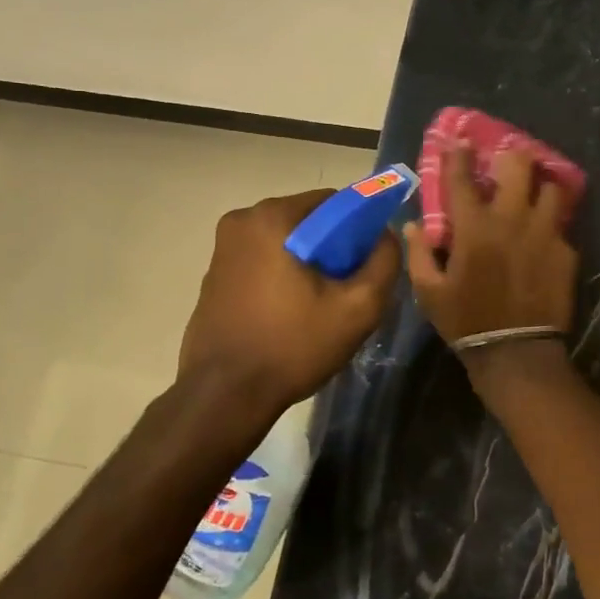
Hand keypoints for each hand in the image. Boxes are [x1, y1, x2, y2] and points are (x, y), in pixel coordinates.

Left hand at [179, 189, 401, 412]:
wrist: (224, 396)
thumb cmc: (293, 346)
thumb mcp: (358, 308)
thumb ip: (384, 262)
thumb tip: (385, 236)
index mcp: (271, 217)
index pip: (333, 202)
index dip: (360, 228)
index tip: (367, 263)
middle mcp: (241, 221)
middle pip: (308, 221)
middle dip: (333, 247)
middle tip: (348, 288)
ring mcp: (222, 249)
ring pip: (286, 242)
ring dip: (308, 263)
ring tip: (321, 305)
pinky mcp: (214, 275)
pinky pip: (263, 261)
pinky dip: (283, 275)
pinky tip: (292, 313)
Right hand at [405, 146, 578, 347]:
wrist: (516, 352)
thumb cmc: (466, 320)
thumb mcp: (429, 293)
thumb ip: (419, 254)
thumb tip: (412, 226)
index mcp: (474, 228)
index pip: (462, 179)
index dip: (458, 155)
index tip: (459, 141)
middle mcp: (512, 221)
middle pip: (520, 167)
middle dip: (513, 157)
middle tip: (509, 163)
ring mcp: (544, 234)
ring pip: (551, 189)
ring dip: (540, 188)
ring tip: (534, 195)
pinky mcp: (566, 252)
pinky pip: (560, 226)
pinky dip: (551, 225)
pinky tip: (544, 237)